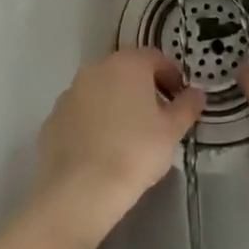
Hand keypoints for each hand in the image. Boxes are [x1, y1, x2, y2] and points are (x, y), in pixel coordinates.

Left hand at [35, 48, 203, 240]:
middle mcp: (95, 70)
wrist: (81, 190)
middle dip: (143, 89)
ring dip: (115, 104)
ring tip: (128, 136)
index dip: (171, 76)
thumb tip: (196, 93)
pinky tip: (102, 149)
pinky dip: (93, 123)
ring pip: (100, 91)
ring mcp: (69, 93)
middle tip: (157, 117)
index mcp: (127, 65)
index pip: (155, 58)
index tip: (179, 98)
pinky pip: (80, 113)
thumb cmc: (135, 152)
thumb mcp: (171, 131)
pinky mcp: (52, 118)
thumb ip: (186, 107)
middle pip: (126, 71)